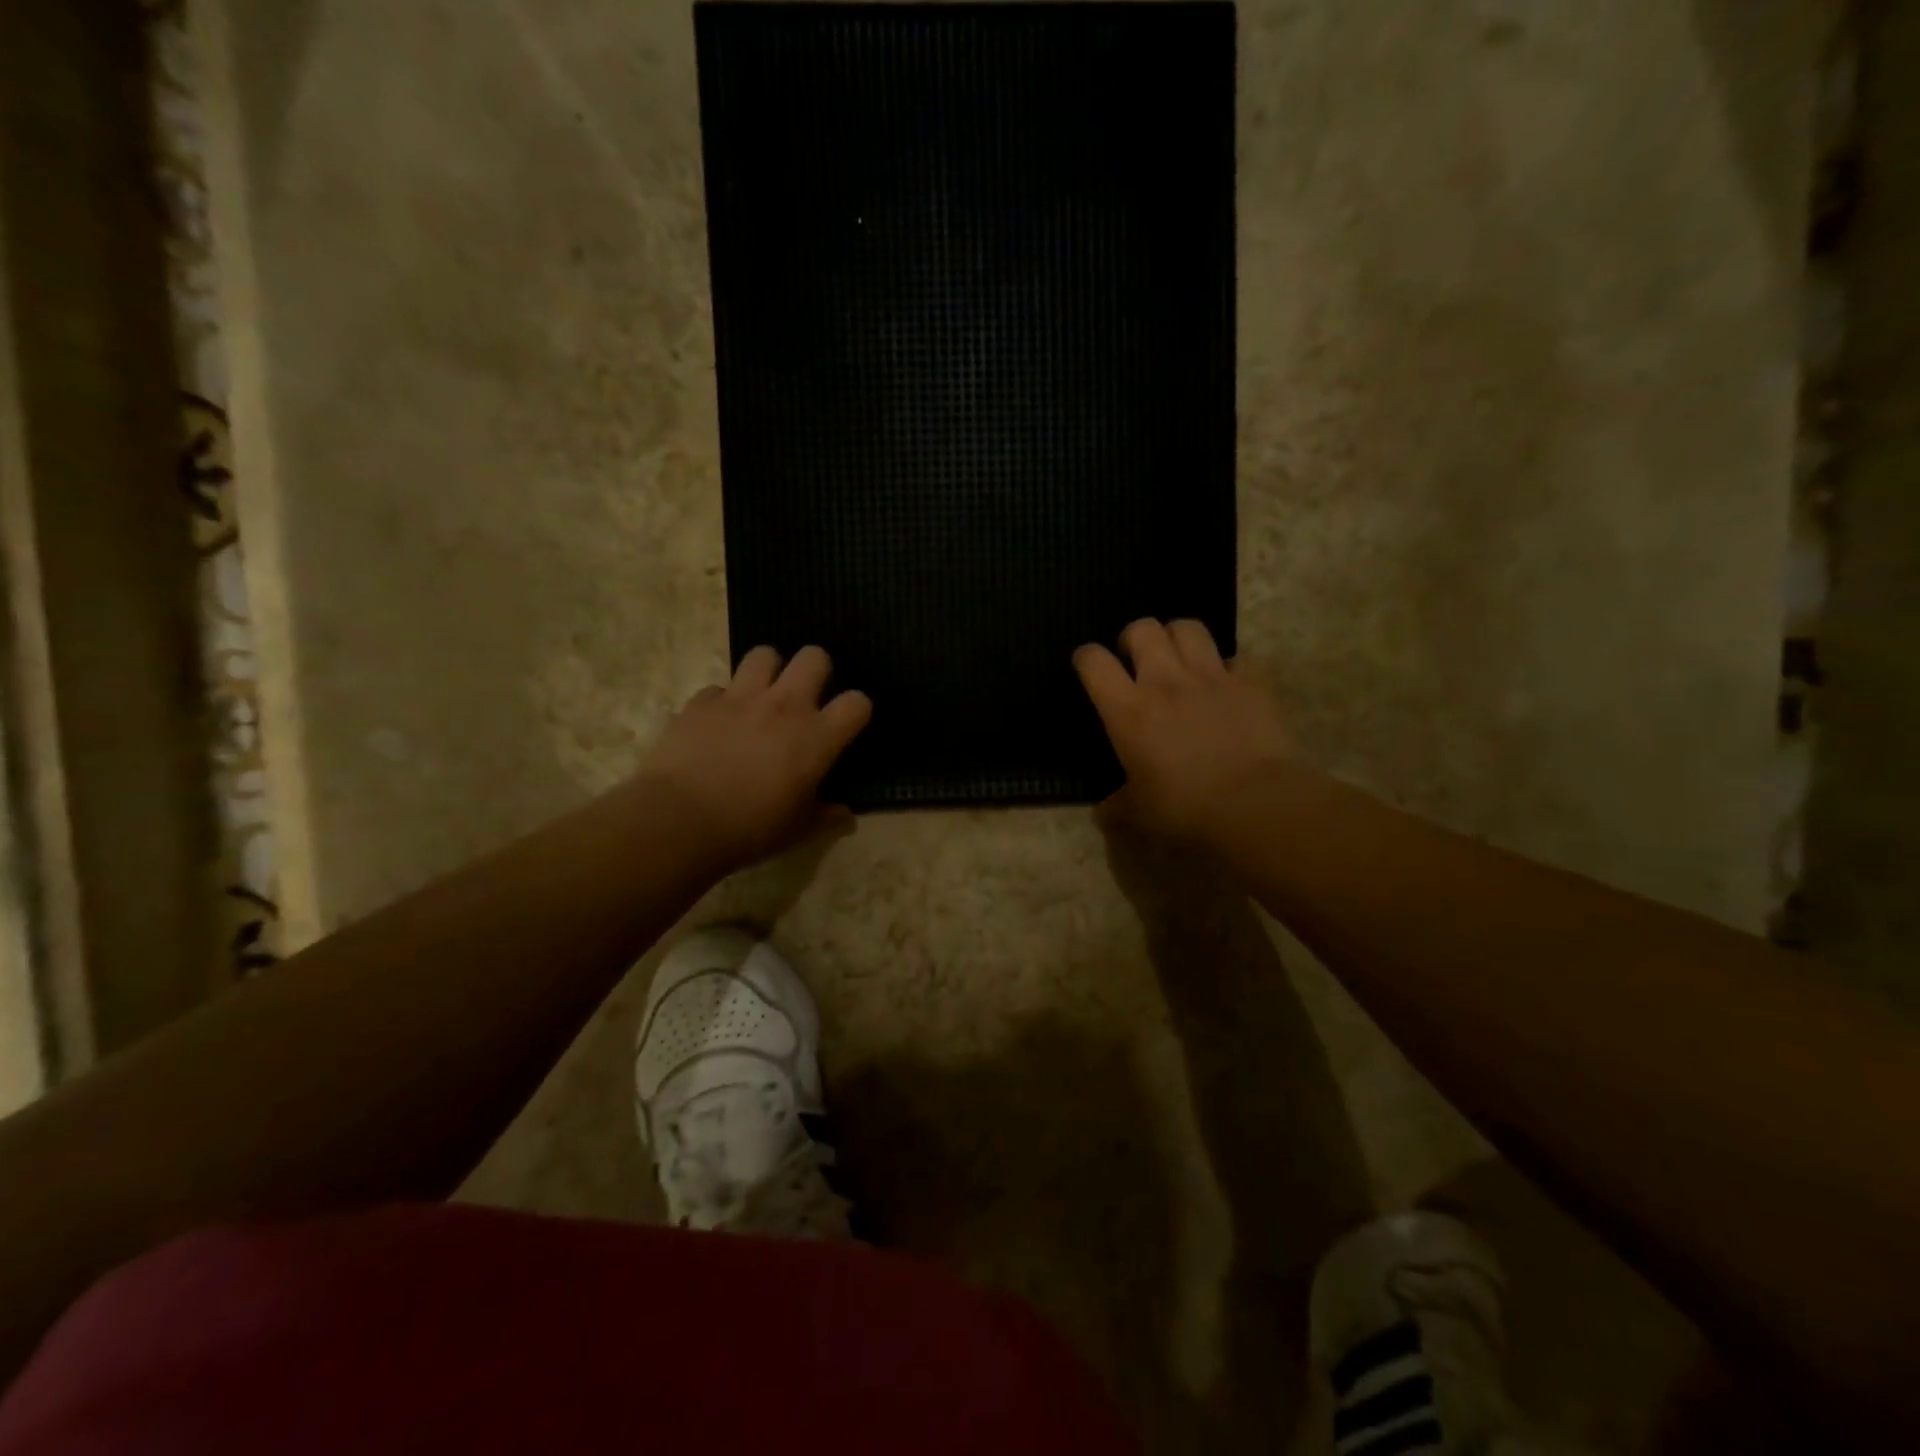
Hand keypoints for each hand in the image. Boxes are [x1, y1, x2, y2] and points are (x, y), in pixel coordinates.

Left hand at [637, 645, 870, 870]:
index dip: (857, 709)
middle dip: (816, 669)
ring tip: (761, 695)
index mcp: (816, 737)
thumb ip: (826, 817)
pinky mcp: (701, 702)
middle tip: (806, 696)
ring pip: (764, 654)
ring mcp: (740, 698)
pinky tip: (717, 723)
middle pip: (814, 657)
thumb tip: (845, 814)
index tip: (847, 724)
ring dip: (768, 671)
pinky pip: (718, 688)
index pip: (857, 702)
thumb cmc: (749, 829)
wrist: (678, 822)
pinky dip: (722, 702)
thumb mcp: (798, 831)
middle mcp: (784, 706)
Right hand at [1074, 618, 1291, 842]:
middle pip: (1142, 629)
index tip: (1088, 668)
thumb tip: (1102, 812)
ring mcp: (1210, 677)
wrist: (1254, 803)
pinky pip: (1234, 657)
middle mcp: (1164, 681)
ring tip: (1178, 658)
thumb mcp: (1138, 814)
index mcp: (1127, 710)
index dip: (1086, 658)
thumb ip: (1116, 807)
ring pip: (1187, 627)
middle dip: (1134, 637)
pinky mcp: (1250, 682)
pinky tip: (1225, 685)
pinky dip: (1225, 666)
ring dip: (1177, 638)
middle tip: (1137, 660)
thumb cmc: (1184, 808)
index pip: (1093, 662)